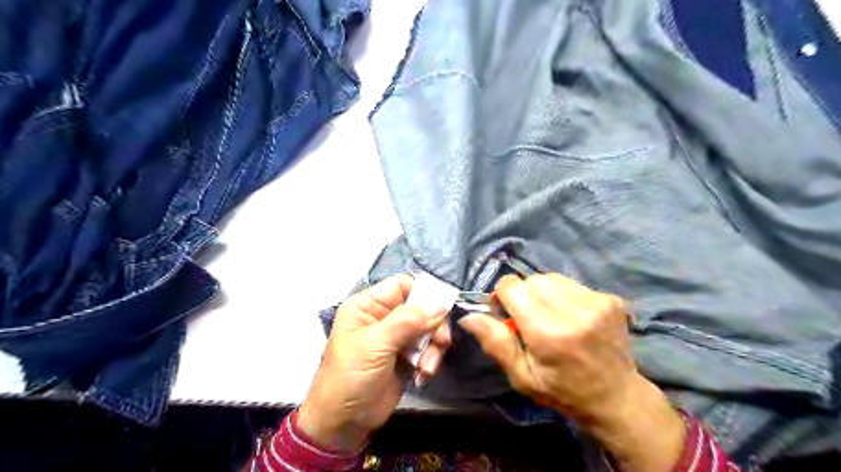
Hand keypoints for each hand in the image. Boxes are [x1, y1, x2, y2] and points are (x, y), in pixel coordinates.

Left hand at [298, 274, 448, 453]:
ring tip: (427, 366)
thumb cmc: (350, 376)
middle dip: (433, 324)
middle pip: (420, 307)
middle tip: (442, 341)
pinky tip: (423, 374)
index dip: (423, 292)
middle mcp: (384, 317)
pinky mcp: (406, 356)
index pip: (402, 285)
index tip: (442, 308)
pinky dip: (430, 359)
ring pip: (428, 328)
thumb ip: (407, 321)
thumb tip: (440, 305)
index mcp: (368, 306)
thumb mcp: (375, 345)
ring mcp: (396, 337)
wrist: (343, 422)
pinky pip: (428, 348)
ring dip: (433, 346)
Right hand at [457, 273, 686, 471]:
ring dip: (543, 293)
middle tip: (528, 318)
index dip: (502, 296)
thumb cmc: (562, 391)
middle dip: (522, 294)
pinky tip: (570, 316)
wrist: (616, 396)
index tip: (506, 314)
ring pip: (551, 278)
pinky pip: (571, 283)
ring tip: (550, 316)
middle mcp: (574, 311)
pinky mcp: (611, 299)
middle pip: (530, 280)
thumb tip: (468, 315)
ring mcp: (597, 302)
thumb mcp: (522, 376)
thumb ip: (496, 343)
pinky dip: (563, 295)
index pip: (512, 287)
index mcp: (549, 333)